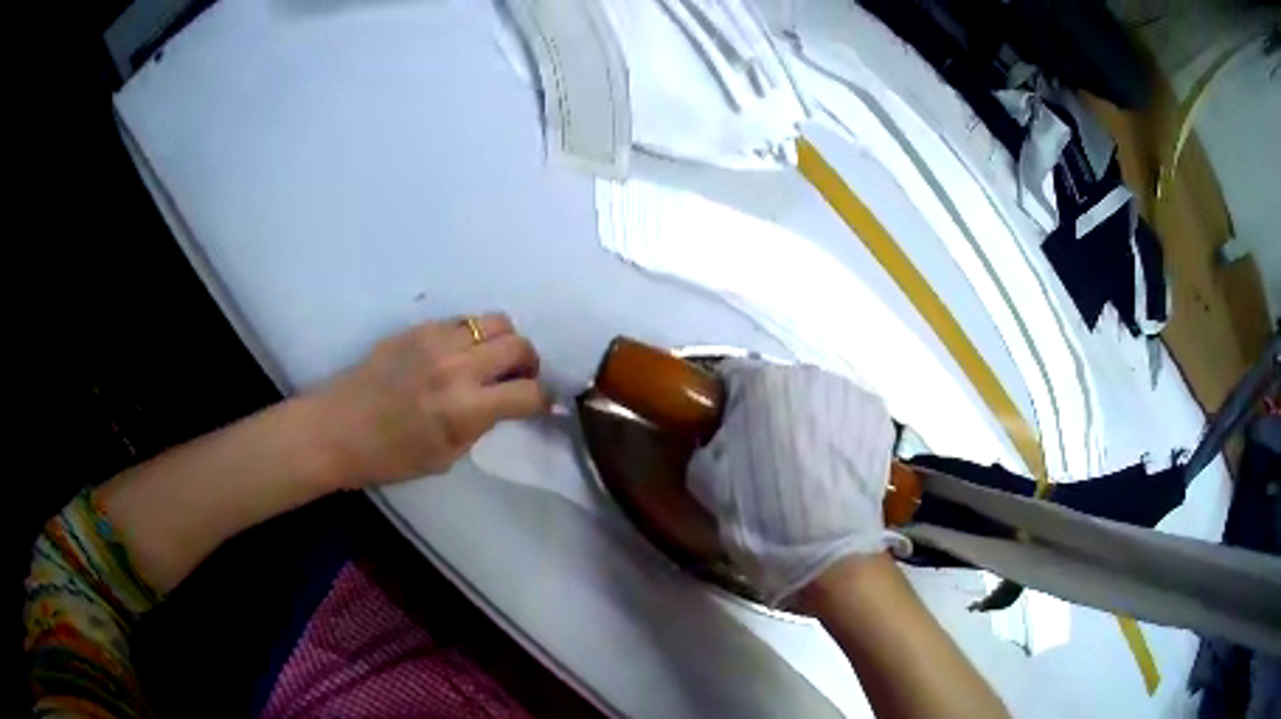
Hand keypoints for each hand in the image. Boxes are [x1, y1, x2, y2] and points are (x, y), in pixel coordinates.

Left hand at [315, 314, 548, 487]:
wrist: (337, 428)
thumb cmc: (389, 457)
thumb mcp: (445, 456)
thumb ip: (480, 425)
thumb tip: (506, 405)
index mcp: (465, 409)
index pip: (529, 392)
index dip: (543, 400)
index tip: (540, 404)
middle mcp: (457, 367)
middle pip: (519, 345)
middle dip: (529, 363)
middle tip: (519, 378)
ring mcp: (436, 340)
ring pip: (496, 321)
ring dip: (504, 342)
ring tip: (490, 360)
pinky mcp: (418, 327)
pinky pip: (462, 321)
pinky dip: (473, 335)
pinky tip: (458, 354)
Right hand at [688, 359, 896, 606]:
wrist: (825, 550)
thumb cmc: (758, 512)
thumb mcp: (706, 479)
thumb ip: (707, 443)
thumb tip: (715, 437)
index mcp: (760, 382)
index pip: (732, 376)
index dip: (725, 404)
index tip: (725, 430)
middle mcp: (807, 374)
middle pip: (779, 386)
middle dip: (770, 412)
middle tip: (766, 453)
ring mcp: (848, 393)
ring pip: (817, 399)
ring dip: (809, 421)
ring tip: (807, 465)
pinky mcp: (879, 417)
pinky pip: (849, 417)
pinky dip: (840, 434)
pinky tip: (835, 468)